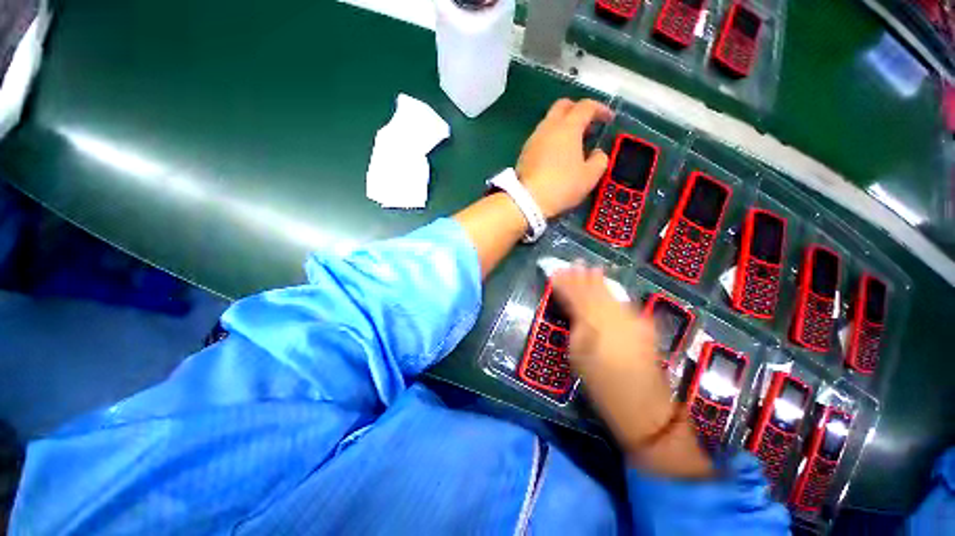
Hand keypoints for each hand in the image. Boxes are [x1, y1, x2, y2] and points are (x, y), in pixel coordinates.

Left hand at [516, 99, 612, 218]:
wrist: (527, 200)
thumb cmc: (562, 186)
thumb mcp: (589, 176)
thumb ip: (599, 160)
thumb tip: (597, 153)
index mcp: (567, 127)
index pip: (586, 106)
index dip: (600, 109)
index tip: (608, 119)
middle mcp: (548, 127)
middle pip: (563, 106)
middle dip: (578, 110)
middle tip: (588, 125)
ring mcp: (533, 139)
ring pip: (550, 121)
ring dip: (563, 125)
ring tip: (573, 143)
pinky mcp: (524, 152)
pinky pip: (541, 136)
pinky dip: (552, 138)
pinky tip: (557, 155)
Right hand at [550, 265, 677, 452]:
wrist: (642, 406)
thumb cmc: (601, 386)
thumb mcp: (578, 356)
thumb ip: (576, 327)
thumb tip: (573, 309)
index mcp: (593, 326)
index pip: (575, 297)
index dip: (565, 285)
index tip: (555, 273)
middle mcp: (614, 317)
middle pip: (593, 292)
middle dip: (580, 277)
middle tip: (571, 263)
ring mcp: (631, 319)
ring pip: (609, 293)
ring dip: (597, 280)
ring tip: (588, 267)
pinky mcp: (643, 325)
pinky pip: (622, 302)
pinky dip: (612, 291)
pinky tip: (607, 283)